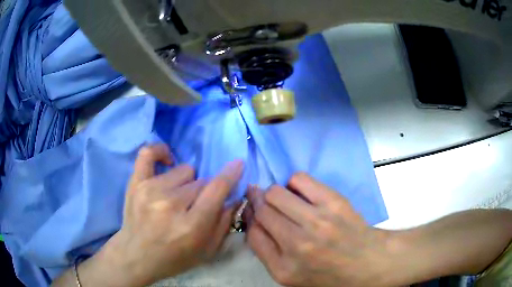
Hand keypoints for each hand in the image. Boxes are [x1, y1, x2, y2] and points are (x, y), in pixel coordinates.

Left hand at [98, 144, 243, 285]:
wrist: (136, 256)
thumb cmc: (174, 258)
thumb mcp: (206, 251)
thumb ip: (224, 224)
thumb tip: (234, 197)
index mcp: (192, 225)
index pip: (217, 189)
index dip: (230, 174)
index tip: (238, 163)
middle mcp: (171, 204)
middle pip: (201, 182)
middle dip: (203, 194)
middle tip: (193, 208)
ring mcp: (151, 190)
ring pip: (183, 171)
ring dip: (186, 184)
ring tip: (175, 198)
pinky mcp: (136, 183)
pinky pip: (149, 153)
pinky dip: (160, 152)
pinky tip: (167, 161)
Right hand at [244, 173, 391, 286]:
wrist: (368, 262)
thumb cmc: (329, 274)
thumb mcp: (291, 276)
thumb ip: (267, 252)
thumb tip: (254, 220)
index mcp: (284, 268)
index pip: (252, 233)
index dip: (250, 218)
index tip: (253, 211)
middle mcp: (297, 244)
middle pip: (262, 210)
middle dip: (258, 204)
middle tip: (266, 204)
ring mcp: (317, 221)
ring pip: (275, 193)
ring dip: (274, 194)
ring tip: (286, 201)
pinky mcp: (334, 202)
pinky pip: (298, 179)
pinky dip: (294, 184)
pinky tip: (301, 194)